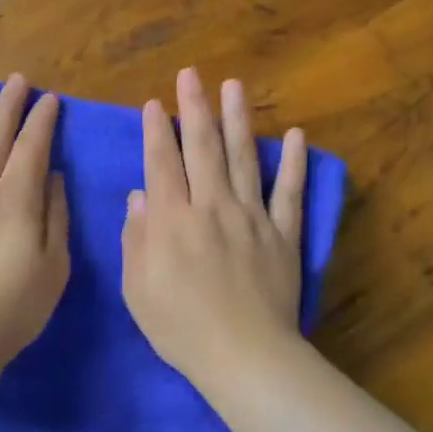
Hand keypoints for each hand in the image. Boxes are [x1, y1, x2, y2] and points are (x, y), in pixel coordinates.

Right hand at [121, 68, 307, 393]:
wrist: (245, 355)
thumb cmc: (181, 328)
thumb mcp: (138, 289)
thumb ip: (137, 238)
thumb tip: (139, 195)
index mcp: (172, 221)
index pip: (161, 164)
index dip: (156, 131)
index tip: (154, 104)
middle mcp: (211, 207)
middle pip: (201, 148)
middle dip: (194, 108)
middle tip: (191, 75)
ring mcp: (252, 218)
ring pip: (243, 158)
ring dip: (237, 120)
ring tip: (234, 86)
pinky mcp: (283, 234)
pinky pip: (289, 193)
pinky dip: (293, 163)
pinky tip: (295, 135)